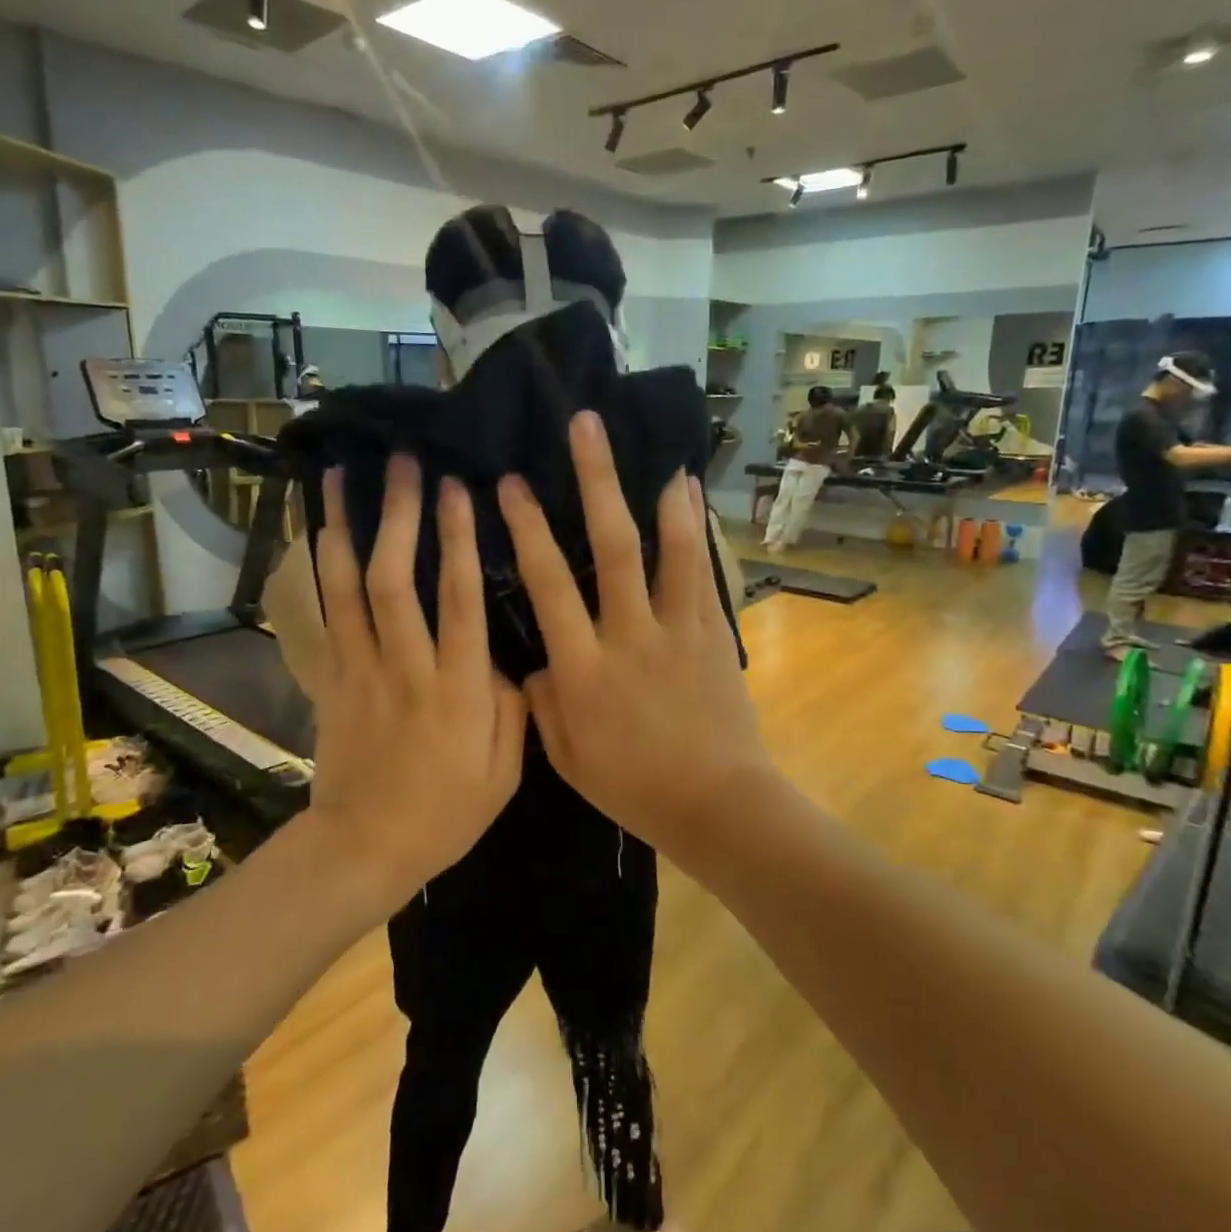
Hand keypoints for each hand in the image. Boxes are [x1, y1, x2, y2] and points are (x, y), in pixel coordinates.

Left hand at [307, 457, 525, 906]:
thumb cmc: (444, 813)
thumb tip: (507, 659)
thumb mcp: (506, 773)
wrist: (362, 848)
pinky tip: (321, 532)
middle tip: (403, 464)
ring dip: (346, 528)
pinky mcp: (331, 678)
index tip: (458, 490)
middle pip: (396, 580)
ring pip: (348, 588)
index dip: (459, 541)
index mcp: (458, 689)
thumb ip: (513, 708)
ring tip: (342, 477)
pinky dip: (321, 569)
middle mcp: (406, 667)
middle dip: (400, 517)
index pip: (459, 600)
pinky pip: (325, 613)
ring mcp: (360, 670)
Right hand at [498, 412, 777, 852]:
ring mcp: (677, 630)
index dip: (528, 530)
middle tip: (583, 427)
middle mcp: (629, 636)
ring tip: (649, 444)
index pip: (548, 586)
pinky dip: (694, 528)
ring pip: (664, 550)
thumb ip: (543, 703)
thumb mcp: (566, 758)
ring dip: (653, 492)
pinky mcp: (712, 632)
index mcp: (584, 670)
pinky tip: (689, 491)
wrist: (717, 803)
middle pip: (609, 547)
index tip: (512, 484)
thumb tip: (532, 661)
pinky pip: (702, 572)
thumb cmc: (634, 787)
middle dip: (593, 482)